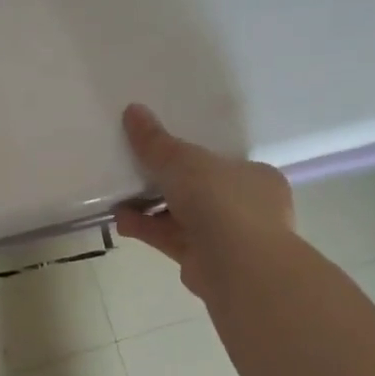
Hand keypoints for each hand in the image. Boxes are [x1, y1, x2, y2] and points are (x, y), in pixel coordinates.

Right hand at [115, 103, 294, 301]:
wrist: (237, 264)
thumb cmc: (221, 200)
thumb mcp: (182, 161)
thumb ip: (155, 141)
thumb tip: (133, 110)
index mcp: (256, 177)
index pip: (223, 164)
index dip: (192, 159)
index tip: (162, 154)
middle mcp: (248, 208)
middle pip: (199, 191)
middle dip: (165, 185)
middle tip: (134, 174)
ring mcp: (228, 239)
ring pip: (183, 218)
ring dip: (150, 209)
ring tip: (118, 199)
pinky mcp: (205, 262)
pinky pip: (171, 239)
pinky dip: (148, 229)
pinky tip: (121, 221)